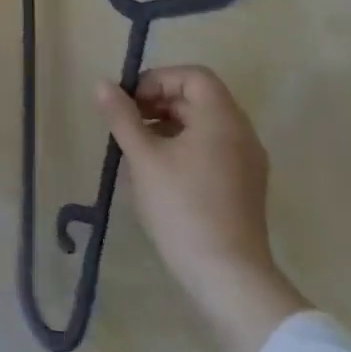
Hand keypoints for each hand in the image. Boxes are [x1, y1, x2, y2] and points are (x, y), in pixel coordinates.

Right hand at [97, 67, 310, 351]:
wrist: (228, 276)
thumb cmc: (182, 207)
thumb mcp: (143, 157)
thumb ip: (122, 116)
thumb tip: (103, 84)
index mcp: (222, 119)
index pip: (193, 76)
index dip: (158, 80)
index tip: (131, 103)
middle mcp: (241, 133)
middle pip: (199, 98)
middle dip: (159, 102)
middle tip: (127, 124)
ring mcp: (247, 161)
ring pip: (204, 124)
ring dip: (168, 125)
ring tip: (138, 149)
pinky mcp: (244, 186)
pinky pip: (212, 148)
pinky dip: (184, 146)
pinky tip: (159, 172)